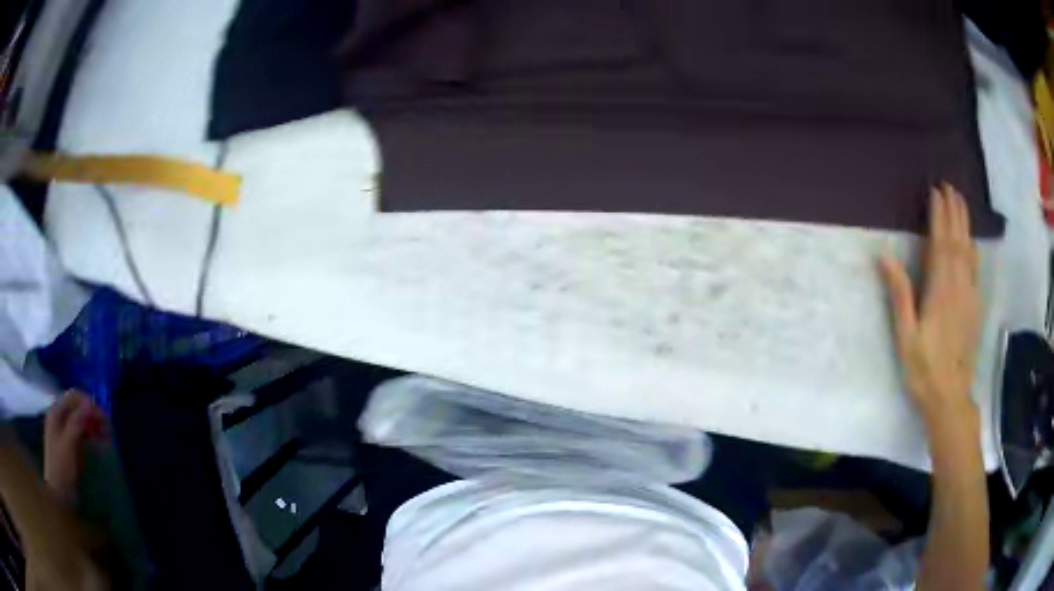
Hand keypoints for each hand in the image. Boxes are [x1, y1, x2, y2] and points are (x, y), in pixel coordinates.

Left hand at [44, 391, 106, 503]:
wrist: (60, 493)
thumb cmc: (61, 467)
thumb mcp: (68, 444)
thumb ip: (76, 422)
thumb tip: (90, 403)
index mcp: (56, 412)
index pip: (73, 397)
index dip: (88, 402)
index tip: (103, 416)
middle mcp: (59, 417)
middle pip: (77, 407)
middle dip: (92, 414)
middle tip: (108, 428)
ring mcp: (64, 431)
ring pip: (80, 419)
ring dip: (93, 424)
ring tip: (106, 436)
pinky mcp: (70, 443)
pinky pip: (81, 432)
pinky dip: (90, 434)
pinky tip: (98, 442)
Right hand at [878, 184, 981, 423]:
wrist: (950, 397)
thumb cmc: (924, 369)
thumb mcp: (905, 336)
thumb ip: (900, 294)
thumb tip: (884, 256)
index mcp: (940, 290)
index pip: (941, 243)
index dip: (939, 215)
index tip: (935, 191)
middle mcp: (958, 286)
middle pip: (958, 240)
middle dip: (954, 211)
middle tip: (949, 186)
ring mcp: (970, 295)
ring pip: (969, 250)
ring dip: (964, 223)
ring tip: (960, 202)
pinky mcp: (975, 306)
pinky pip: (976, 268)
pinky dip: (973, 248)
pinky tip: (971, 241)